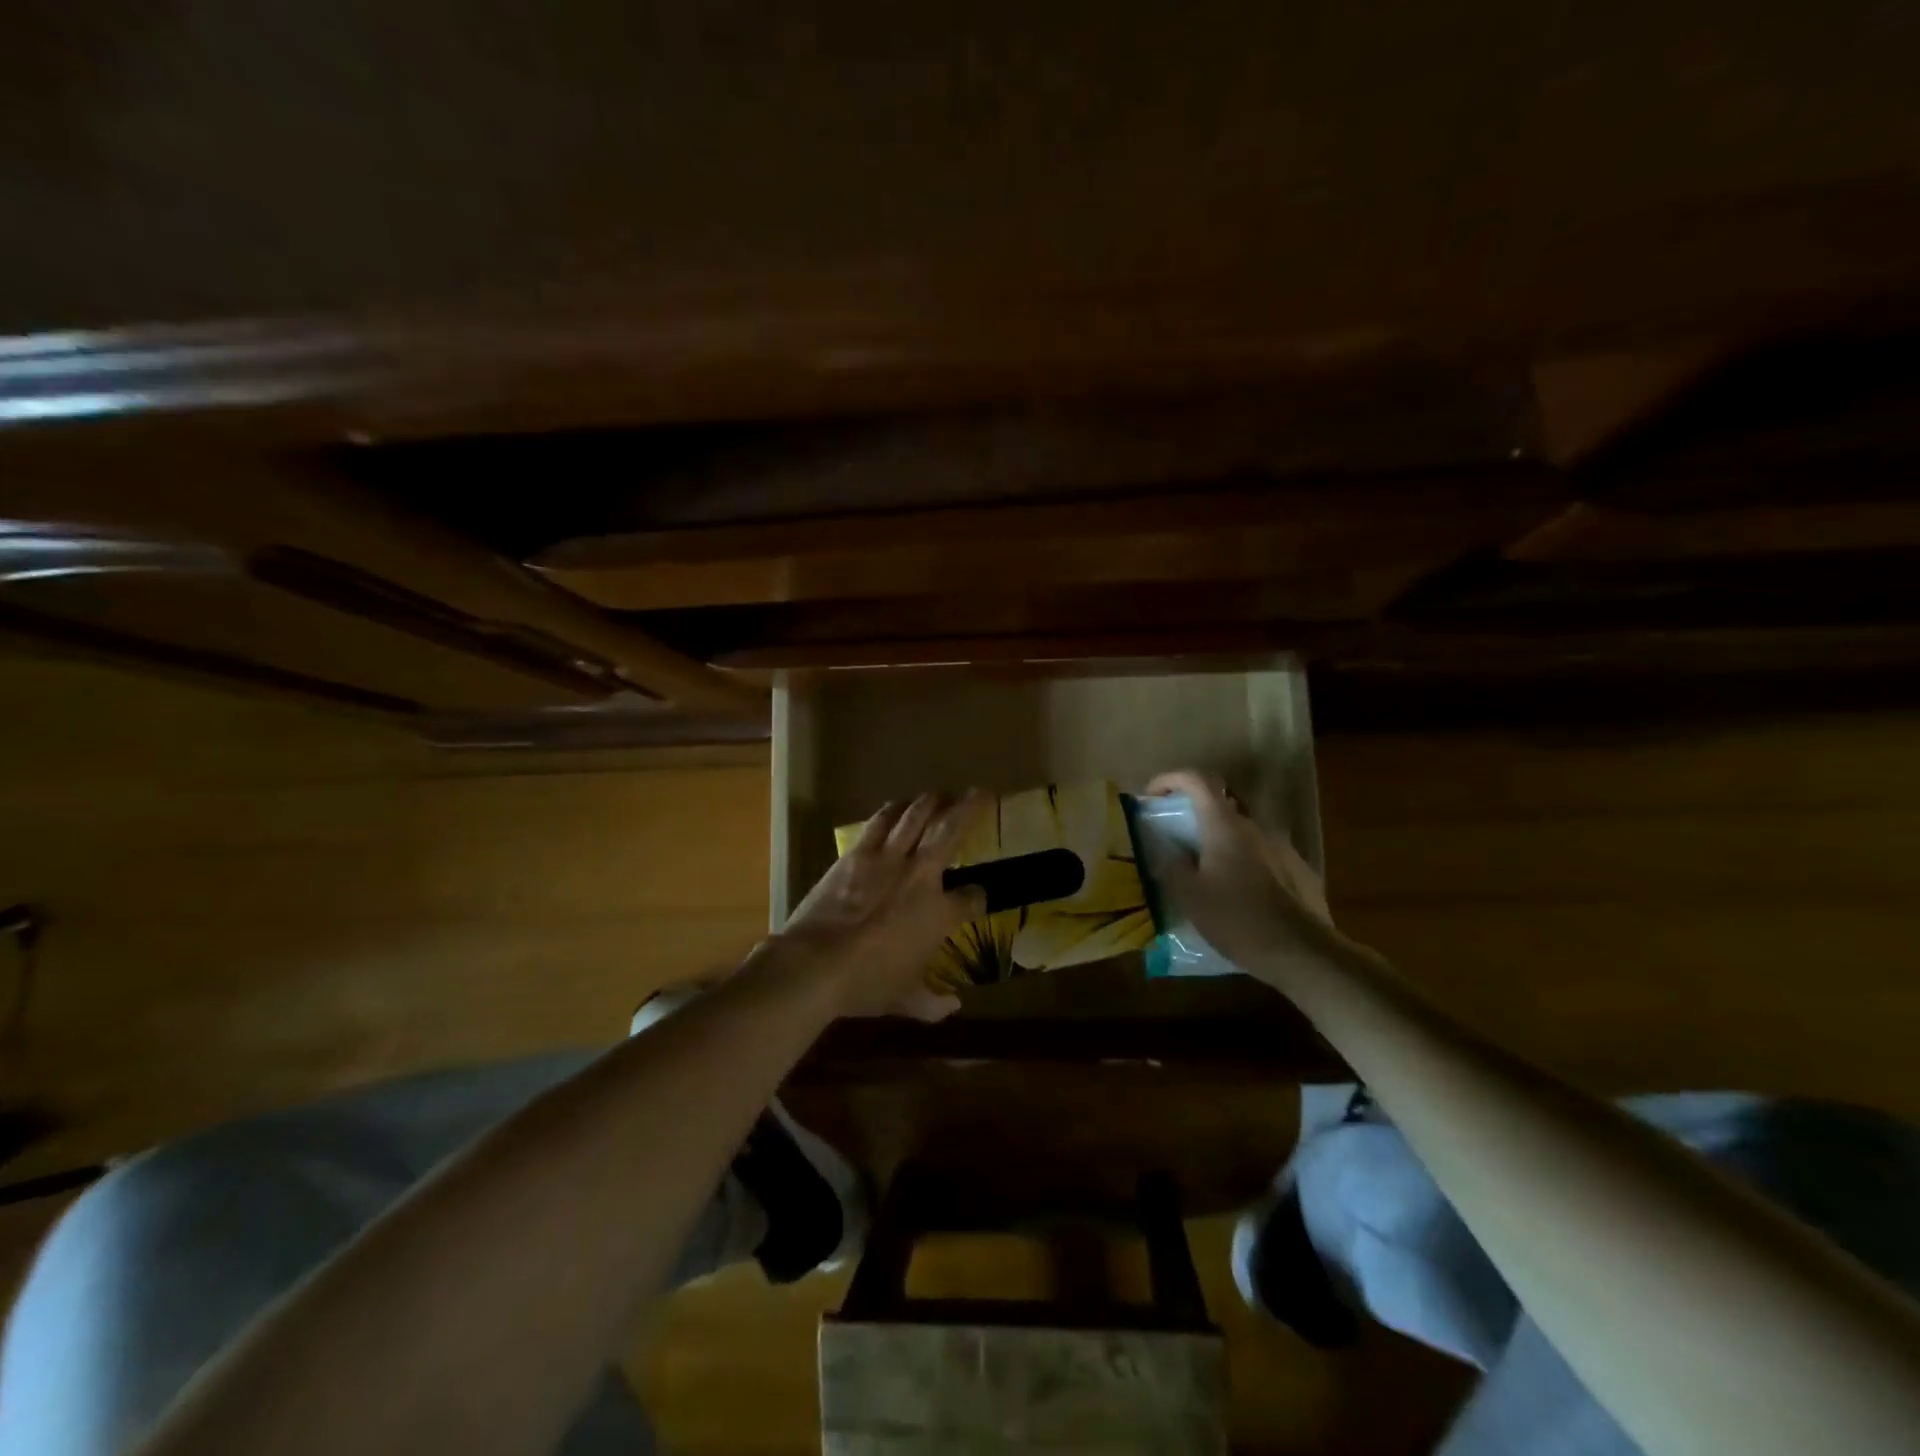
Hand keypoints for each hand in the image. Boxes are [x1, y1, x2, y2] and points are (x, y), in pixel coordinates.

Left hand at [776, 791, 988, 1019]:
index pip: (971, 899)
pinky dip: (894, 810)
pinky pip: (881, 822)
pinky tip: (899, 805)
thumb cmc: (867, 983)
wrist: (818, 963)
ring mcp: (888, 859)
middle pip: (950, 832)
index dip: (978, 897)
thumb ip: (931, 1003)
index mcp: (939, 914)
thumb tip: (951, 1009)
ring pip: (916, 817)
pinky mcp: (857, 854)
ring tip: (941, 793)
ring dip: (931, 802)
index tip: (978, 896)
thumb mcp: (904, 999)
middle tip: (980, 792)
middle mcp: (921, 876)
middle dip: (969, 810)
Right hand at [1141, 771, 1338, 984]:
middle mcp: (1255, 825)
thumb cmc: (1237, 919)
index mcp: (1224, 825)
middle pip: (1223, 800)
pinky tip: (1239, 888)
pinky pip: (1263, 851)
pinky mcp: (1298, 868)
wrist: (1302, 953)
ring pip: (1244, 827)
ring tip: (1208, 866)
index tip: (1152, 795)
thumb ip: (1172, 865)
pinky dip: (1244, 857)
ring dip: (1221, 835)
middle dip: (1197, 807)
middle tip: (1179, 831)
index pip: (1197, 780)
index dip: (1171, 779)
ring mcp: (1281, 845)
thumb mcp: (1190, 896)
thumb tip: (1163, 847)